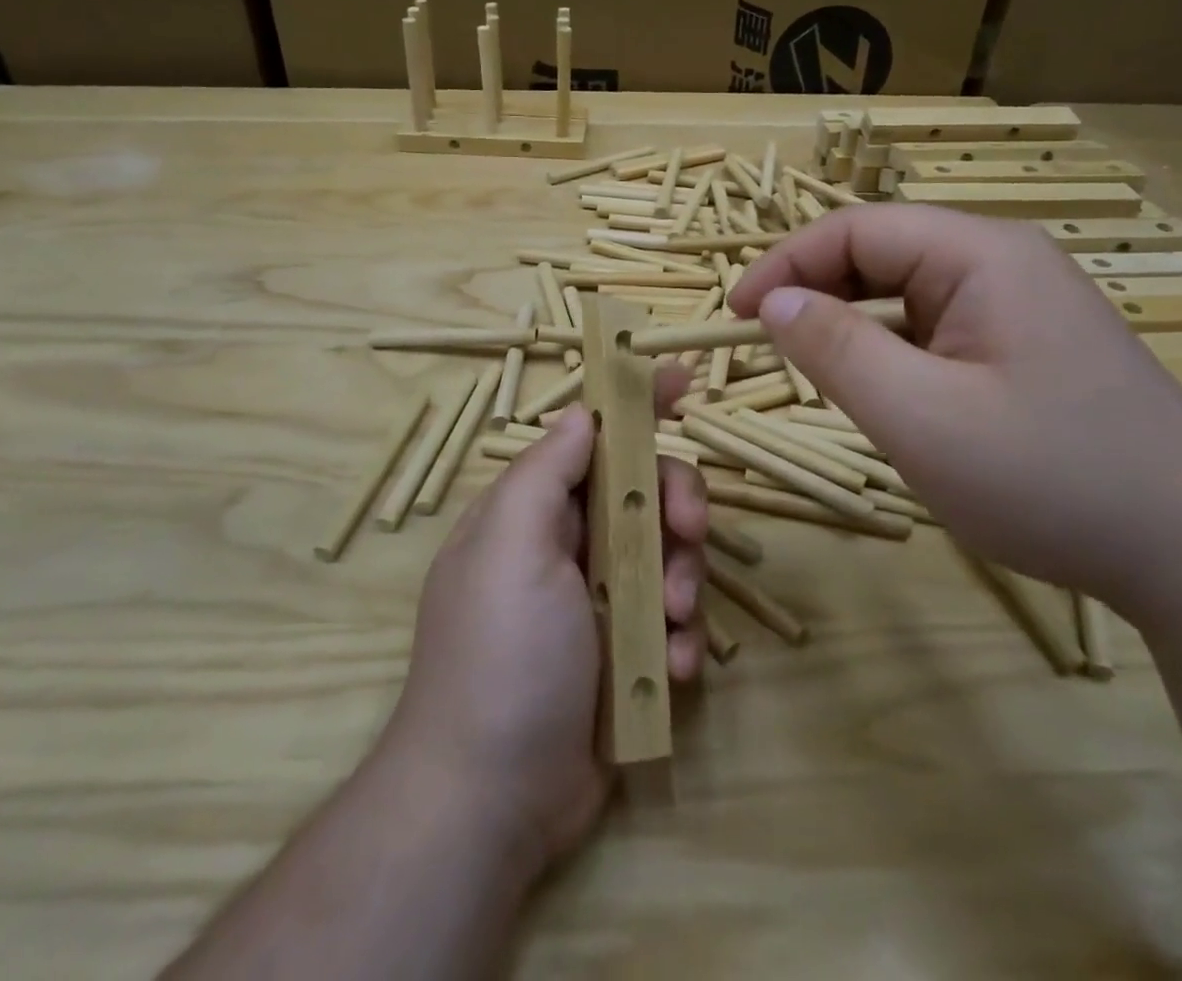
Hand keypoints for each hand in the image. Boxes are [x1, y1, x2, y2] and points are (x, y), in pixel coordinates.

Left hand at [380, 382, 708, 879]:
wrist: (492, 800)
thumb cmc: (500, 654)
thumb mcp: (510, 547)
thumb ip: (545, 471)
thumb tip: (582, 413)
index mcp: (534, 510)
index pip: (590, 437)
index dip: (635, 406)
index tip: (682, 380)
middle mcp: (567, 544)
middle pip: (645, 491)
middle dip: (676, 504)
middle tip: (689, 529)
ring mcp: (600, 599)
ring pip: (670, 554)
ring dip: (684, 580)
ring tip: (671, 624)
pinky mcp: (627, 651)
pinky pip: (674, 620)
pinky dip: (682, 637)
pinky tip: (672, 670)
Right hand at [731, 205, 1181, 603]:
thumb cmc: (1052, 479)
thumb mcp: (921, 418)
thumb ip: (836, 349)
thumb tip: (773, 301)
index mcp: (979, 254)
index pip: (854, 229)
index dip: (785, 264)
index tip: (735, 314)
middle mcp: (1000, 261)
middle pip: (880, 254)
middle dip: (817, 294)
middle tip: (771, 350)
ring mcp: (1019, 302)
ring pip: (905, 294)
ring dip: (853, 327)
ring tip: (824, 378)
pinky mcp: (1026, 343)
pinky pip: (935, 327)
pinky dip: (893, 352)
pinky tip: (890, 396)